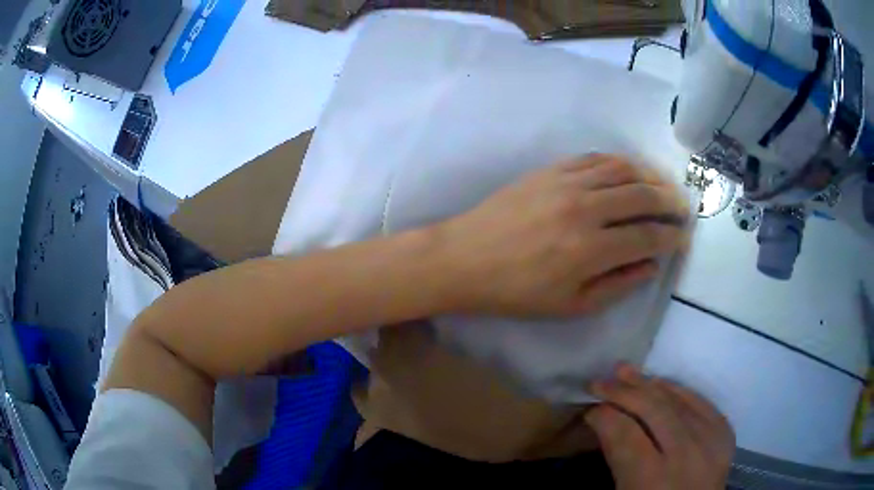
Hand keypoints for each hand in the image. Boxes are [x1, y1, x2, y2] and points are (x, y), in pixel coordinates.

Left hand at [438, 154, 689, 315]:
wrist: (466, 258)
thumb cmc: (517, 292)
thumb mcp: (570, 306)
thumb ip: (617, 285)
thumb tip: (651, 266)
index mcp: (591, 250)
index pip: (648, 237)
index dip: (672, 238)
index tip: (683, 238)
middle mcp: (585, 208)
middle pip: (643, 195)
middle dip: (670, 202)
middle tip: (682, 209)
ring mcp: (567, 183)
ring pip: (623, 169)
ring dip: (650, 176)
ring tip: (663, 187)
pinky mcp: (551, 169)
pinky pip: (595, 158)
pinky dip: (619, 162)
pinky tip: (628, 171)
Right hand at [587, 365, 734, 489]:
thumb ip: (617, 458)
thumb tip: (605, 422)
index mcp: (651, 480)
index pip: (624, 434)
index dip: (604, 416)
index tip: (590, 409)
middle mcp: (685, 456)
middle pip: (653, 411)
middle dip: (622, 392)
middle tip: (598, 381)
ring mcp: (710, 442)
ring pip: (677, 401)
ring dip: (648, 383)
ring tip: (624, 370)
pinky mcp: (724, 434)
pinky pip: (701, 402)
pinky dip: (678, 390)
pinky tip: (660, 382)